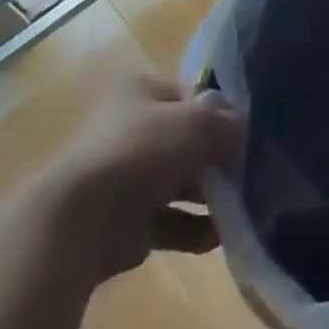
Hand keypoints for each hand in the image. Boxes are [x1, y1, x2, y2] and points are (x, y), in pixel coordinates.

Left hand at [36, 74, 243, 280]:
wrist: (81, 223)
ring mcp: (125, 178)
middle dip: (217, 158)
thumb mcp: (198, 122)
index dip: (220, 112)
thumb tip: (246, 132)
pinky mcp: (124, 223)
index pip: (192, 95)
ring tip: (239, 207)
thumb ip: (228, 124)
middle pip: (187, 140)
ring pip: (179, 182)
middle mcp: (130, 130)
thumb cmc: (141, 152)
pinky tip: (217, 236)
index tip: (244, 132)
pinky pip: (169, 222)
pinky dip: (193, 229)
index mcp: (139, 92)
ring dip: (210, 195)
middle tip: (246, 171)